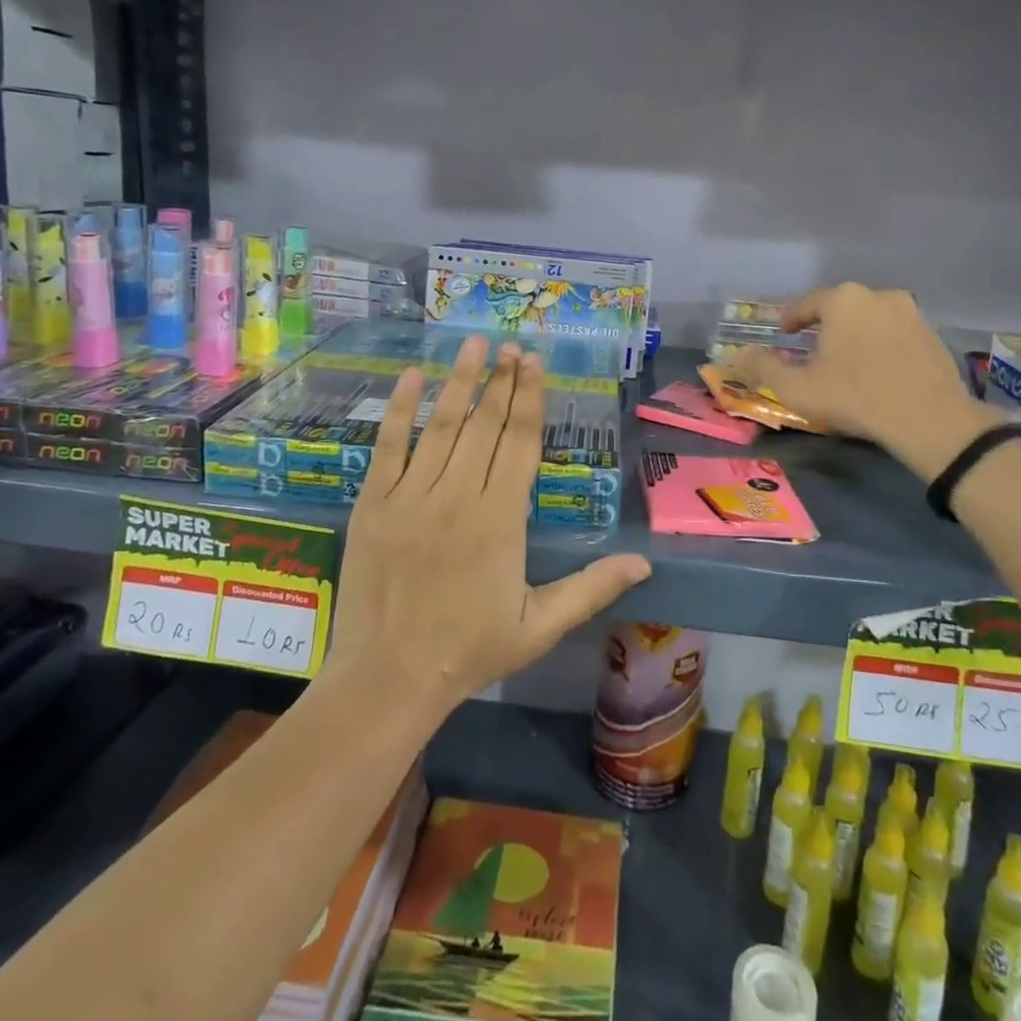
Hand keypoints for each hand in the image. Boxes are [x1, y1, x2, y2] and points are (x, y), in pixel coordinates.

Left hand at [329, 336, 650, 720]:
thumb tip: (645, 563)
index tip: (534, 362)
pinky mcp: (375, 502)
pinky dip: (400, 409)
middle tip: (512, 344)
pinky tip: (410, 376)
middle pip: (486, 424)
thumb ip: (592, 588)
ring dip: (460, 380)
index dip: (530, 397)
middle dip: (502, 379)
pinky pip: (389, 446)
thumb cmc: (469, 651)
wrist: (389, 678)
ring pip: (442, 425)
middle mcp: (459, 495)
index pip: (521, 441)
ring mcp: (412, 495)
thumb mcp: (540, 626)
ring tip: (473, 343)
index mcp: (501, 518)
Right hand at [731, 284, 995, 472]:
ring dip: (855, 334)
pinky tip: (877, 370)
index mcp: (842, 300)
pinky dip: (882, 345)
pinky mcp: (933, 334)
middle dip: (824, 326)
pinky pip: (896, 334)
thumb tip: (738, 355)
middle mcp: (877, 295)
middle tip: (812, 349)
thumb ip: (763, 368)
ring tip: (846, 360)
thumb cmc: (855, 397)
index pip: (807, 304)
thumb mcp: (797, 388)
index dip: (791, 319)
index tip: (783, 334)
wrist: (929, 419)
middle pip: (841, 308)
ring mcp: (911, 313)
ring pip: (870, 319)